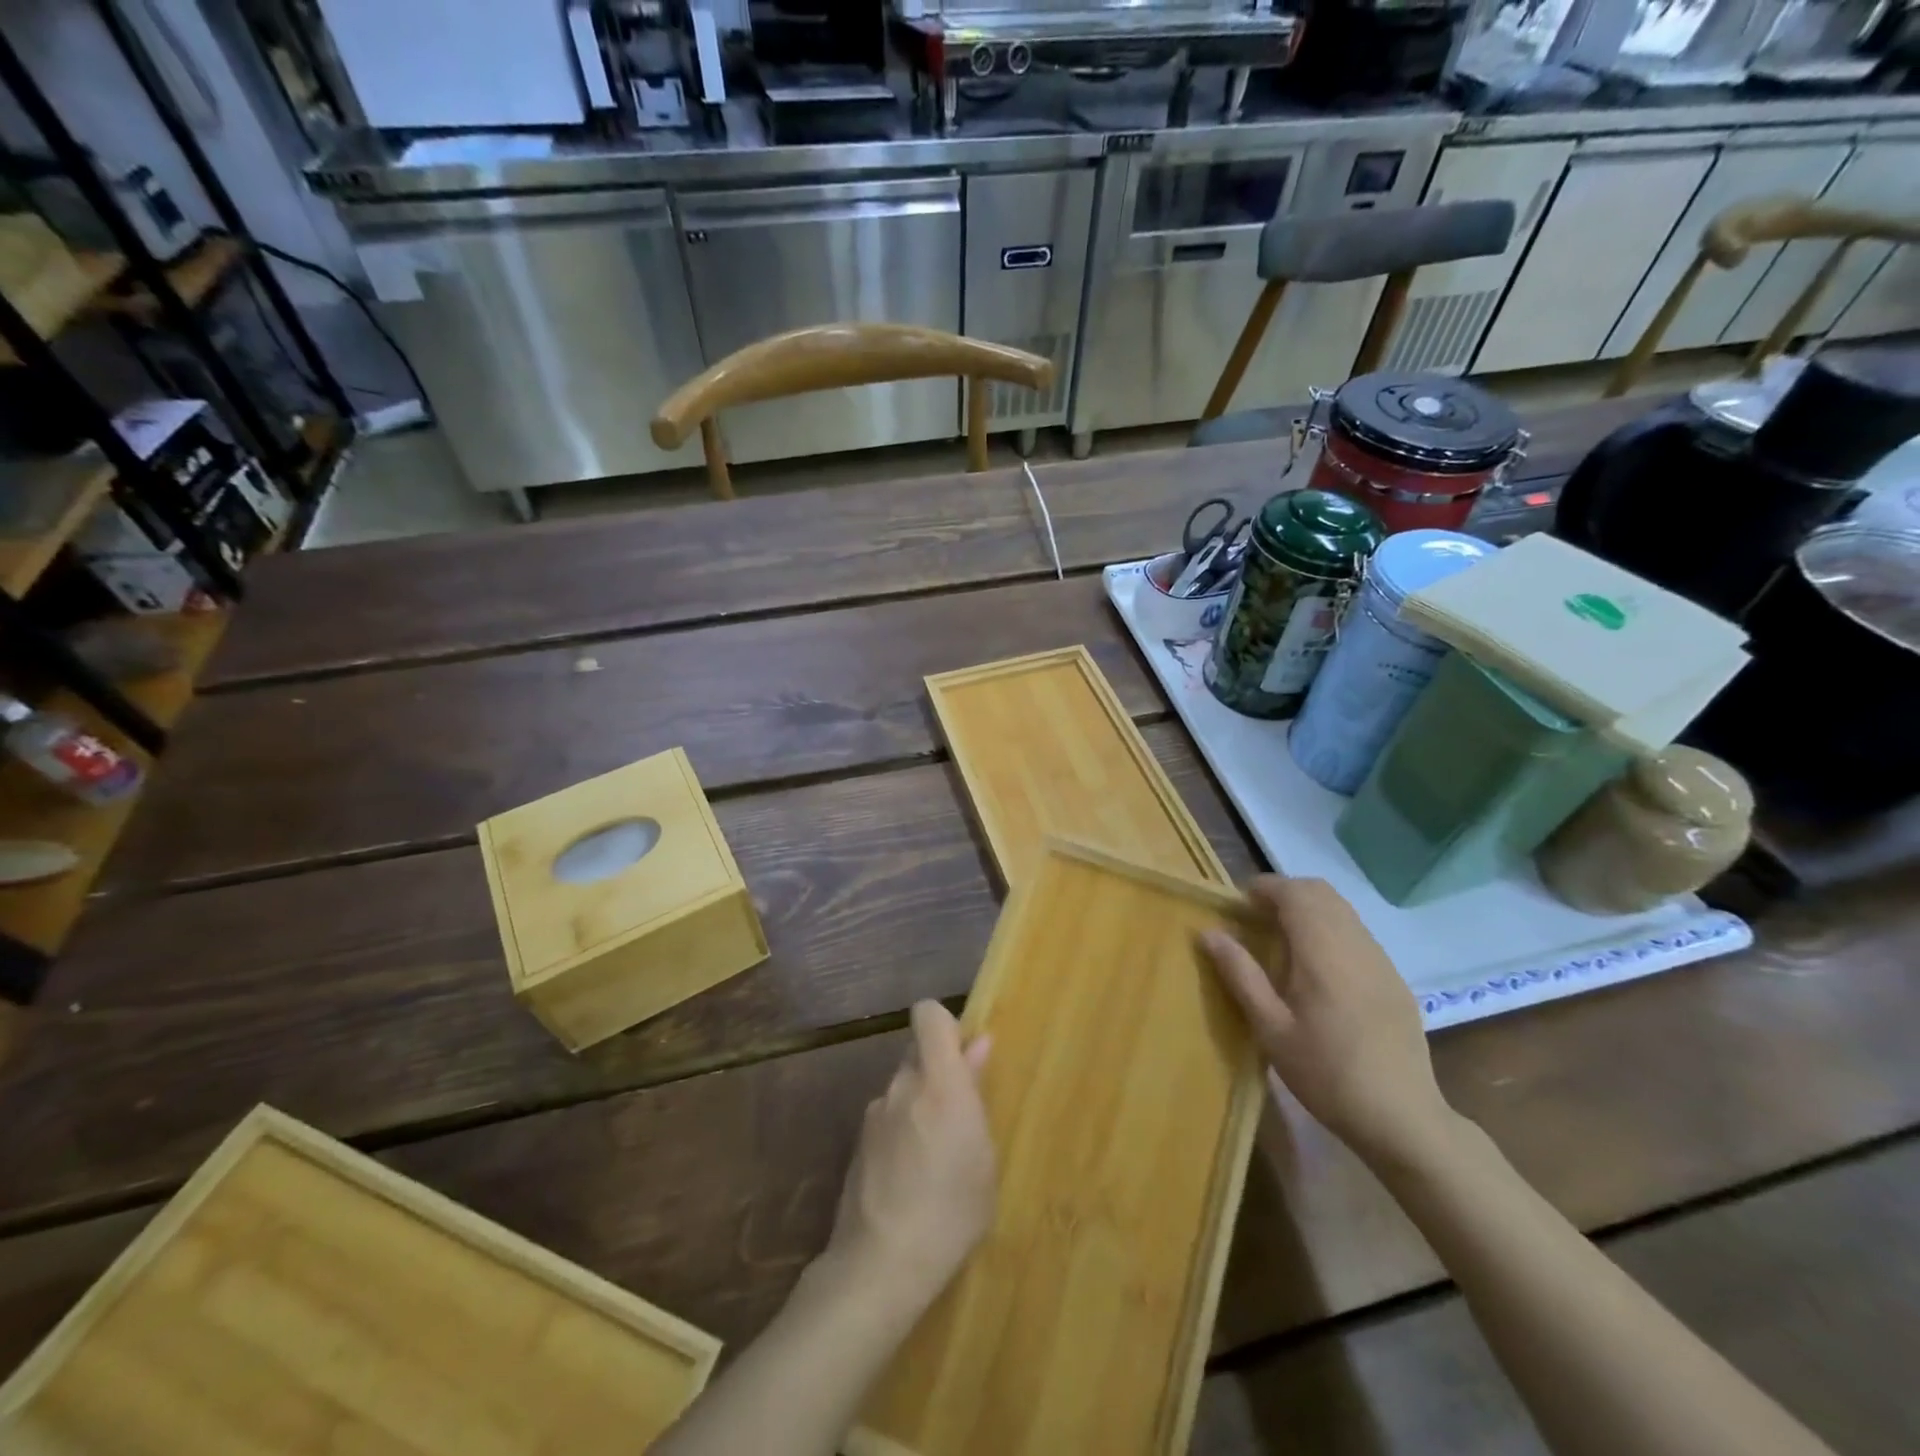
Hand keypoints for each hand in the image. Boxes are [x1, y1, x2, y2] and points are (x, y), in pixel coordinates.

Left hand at [825, 1000, 996, 1310]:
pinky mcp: (857, 1141)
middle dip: (937, 1072)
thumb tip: (978, 1046)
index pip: (929, 1015)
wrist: (880, 1265)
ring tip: (934, 1159)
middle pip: (917, 1054)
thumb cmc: (951, 1212)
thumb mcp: (983, 1157)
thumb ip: (976, 1093)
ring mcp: (874, 1112)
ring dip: (918, 1105)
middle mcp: (901, 1086)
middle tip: (957, 1116)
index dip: (944, 1023)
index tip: (962, 1052)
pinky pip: (887, 1118)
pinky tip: (909, 1178)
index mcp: (939, 1082)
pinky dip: (900, 1132)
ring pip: (902, 1089)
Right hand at [1201, 876, 1450, 1161]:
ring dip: (1309, 909)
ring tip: (1282, 938)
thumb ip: (1241, 974)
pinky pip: (1358, 934)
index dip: (1264, 888)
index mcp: (1323, 952)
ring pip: (1342, 910)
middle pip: (1321, 892)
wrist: (1402, 1119)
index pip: (1294, 893)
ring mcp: (1381, 961)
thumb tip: (1210, 932)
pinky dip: (1331, 930)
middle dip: (1286, 893)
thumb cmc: (1326, 1074)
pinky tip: (1318, 968)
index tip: (1239, 904)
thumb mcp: (1271, 1029)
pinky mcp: (1394, 980)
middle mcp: (1356, 944)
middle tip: (1256, 917)